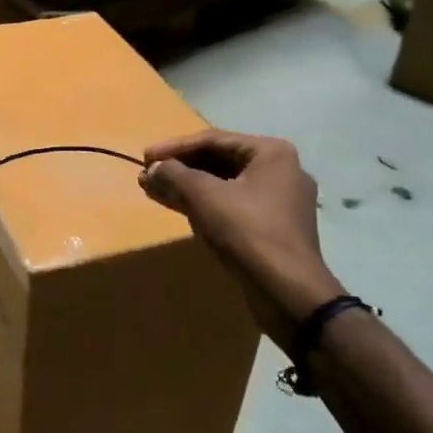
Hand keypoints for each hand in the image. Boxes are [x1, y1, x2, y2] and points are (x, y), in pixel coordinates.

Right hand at [138, 131, 345, 352]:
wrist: (288, 292)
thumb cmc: (247, 231)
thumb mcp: (204, 196)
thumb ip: (174, 175)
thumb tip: (153, 168)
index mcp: (271, 153)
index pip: (213, 140)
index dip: (174, 147)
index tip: (144, 157)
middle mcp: (280, 171)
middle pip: (219, 161)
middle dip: (180, 168)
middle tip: (148, 174)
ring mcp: (279, 201)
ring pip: (224, 185)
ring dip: (188, 186)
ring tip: (154, 189)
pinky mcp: (273, 227)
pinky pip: (232, 205)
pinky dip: (204, 204)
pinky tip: (177, 206)